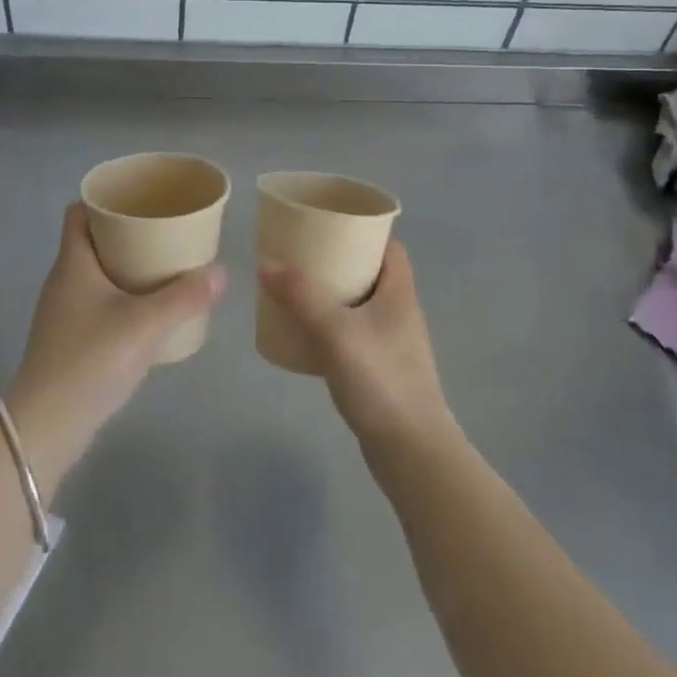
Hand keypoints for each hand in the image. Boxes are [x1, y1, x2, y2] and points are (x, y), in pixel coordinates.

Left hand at [6, 203, 224, 493]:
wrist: (45, 429)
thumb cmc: (90, 361)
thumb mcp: (144, 325)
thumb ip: (184, 297)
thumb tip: (221, 272)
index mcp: (73, 263)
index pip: (78, 211)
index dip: (104, 200)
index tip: (139, 199)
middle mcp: (63, 280)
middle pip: (92, 239)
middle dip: (126, 232)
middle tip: (163, 231)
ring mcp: (63, 312)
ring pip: (96, 272)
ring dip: (126, 265)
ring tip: (163, 266)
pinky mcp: (69, 339)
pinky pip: (97, 300)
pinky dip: (121, 295)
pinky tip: (148, 310)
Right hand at [257, 242, 453, 457]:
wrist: (411, 452)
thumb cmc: (381, 381)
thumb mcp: (336, 331)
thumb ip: (301, 296)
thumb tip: (266, 264)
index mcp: (399, 292)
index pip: (389, 245)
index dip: (363, 230)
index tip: (329, 223)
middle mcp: (400, 311)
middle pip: (370, 272)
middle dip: (338, 260)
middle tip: (301, 255)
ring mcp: (392, 343)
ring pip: (360, 304)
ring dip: (332, 294)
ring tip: (296, 289)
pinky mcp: (381, 370)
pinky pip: (353, 333)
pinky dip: (331, 326)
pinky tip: (305, 334)